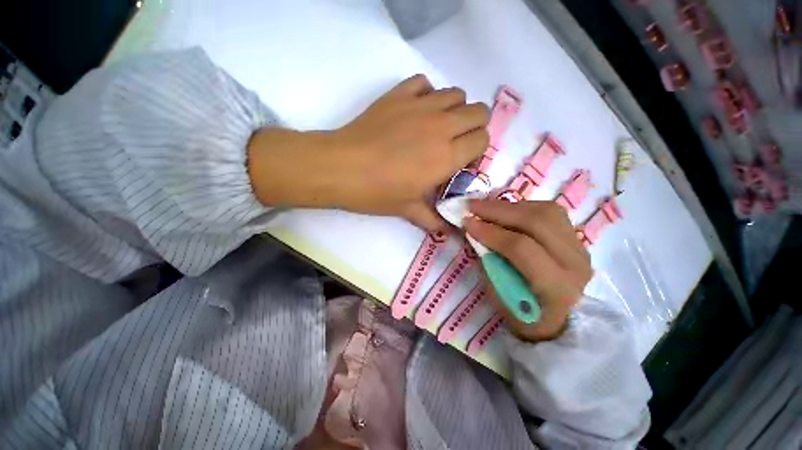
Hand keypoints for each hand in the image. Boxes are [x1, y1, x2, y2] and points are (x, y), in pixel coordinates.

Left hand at [247, 74, 490, 230]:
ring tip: (437, 126)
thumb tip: (446, 233)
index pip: (482, 139)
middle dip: (473, 126)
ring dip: (454, 109)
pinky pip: (424, 83)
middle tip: (454, 142)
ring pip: (456, 94)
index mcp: (447, 156)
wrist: (341, 168)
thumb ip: (432, 220)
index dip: (476, 149)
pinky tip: (416, 111)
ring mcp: (420, 106)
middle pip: (478, 112)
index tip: (461, 160)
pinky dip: (427, 94)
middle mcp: (441, 127)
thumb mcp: (408, 210)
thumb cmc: (377, 192)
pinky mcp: (399, 94)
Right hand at [464, 199, 592, 341]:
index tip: (466, 222)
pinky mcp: (575, 237)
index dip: (490, 232)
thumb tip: (473, 229)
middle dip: (498, 211)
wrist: (558, 319)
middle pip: (537, 222)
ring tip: (485, 207)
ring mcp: (580, 247)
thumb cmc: (523, 314)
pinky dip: (522, 207)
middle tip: (472, 206)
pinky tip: (505, 211)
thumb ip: (488, 259)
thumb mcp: (498, 294)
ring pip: (546, 211)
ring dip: (510, 206)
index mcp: (556, 287)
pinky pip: (549, 212)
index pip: (521, 248)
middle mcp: (575, 263)